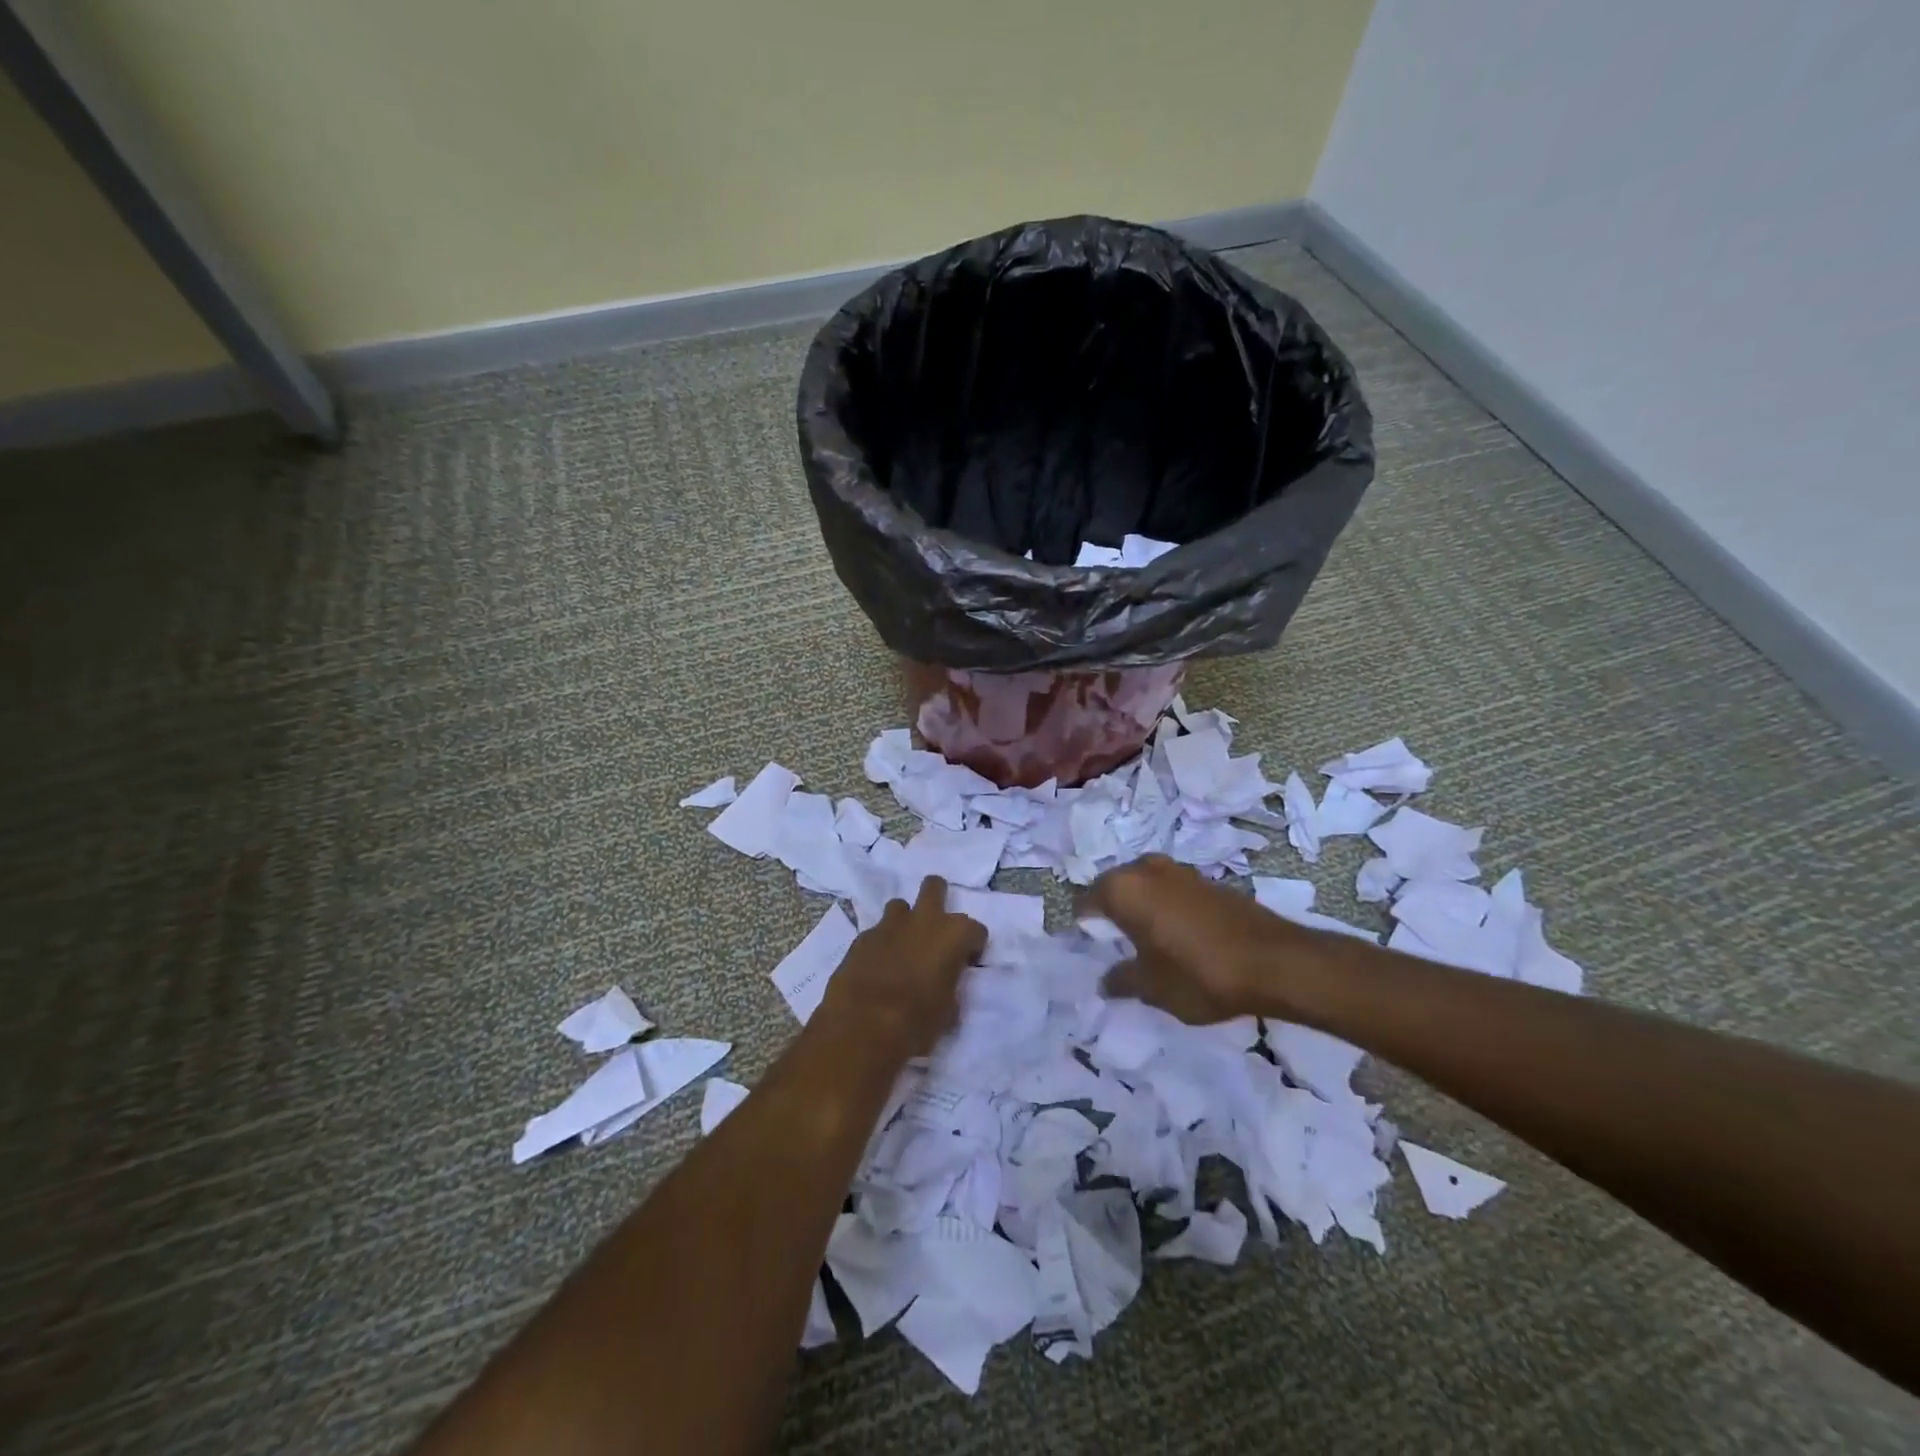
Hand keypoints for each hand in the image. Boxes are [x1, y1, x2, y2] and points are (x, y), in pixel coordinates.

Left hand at [814, 876, 986, 1058]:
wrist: (863, 1024)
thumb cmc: (917, 1020)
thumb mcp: (949, 1010)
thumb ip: (951, 984)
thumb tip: (945, 982)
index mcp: (954, 934)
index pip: (976, 930)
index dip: (973, 946)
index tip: (966, 963)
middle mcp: (924, 919)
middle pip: (934, 886)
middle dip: (937, 899)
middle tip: (935, 928)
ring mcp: (890, 924)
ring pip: (900, 906)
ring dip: (905, 922)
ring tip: (903, 946)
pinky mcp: (862, 936)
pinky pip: (877, 931)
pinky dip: (881, 943)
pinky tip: (877, 965)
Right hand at [1084, 855, 1316, 1023]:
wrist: (1274, 961)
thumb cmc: (1199, 973)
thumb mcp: (1152, 988)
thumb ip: (1121, 981)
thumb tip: (1105, 981)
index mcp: (1122, 888)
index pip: (1085, 904)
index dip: (1085, 930)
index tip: (1095, 953)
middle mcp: (1145, 868)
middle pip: (1114, 890)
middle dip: (1113, 916)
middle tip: (1119, 950)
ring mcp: (1179, 871)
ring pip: (1144, 888)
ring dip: (1142, 910)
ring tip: (1150, 946)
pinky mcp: (1207, 880)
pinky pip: (1171, 892)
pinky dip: (1167, 910)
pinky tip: (1180, 939)